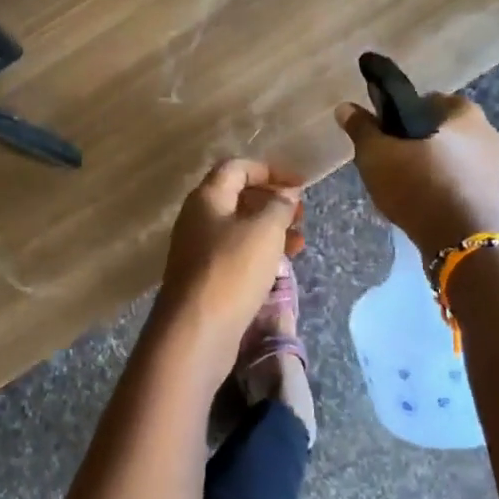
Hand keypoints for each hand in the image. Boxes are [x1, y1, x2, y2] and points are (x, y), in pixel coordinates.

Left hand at [158, 159, 302, 364]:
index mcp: (207, 198)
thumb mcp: (265, 230)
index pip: (237, 168)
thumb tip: (286, 195)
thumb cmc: (232, 270)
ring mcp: (199, 250)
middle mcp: (198, 219)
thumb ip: (279, 206)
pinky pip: (237, 255)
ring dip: (271, 230)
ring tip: (300, 242)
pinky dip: (261, 254)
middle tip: (301, 215)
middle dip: (273, 201)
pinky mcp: (206, 278)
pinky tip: (282, 266)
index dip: (270, 170)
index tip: (301, 184)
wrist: (197, 329)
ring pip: (240, 229)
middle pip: (238, 198)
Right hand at [335, 92, 498, 255]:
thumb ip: (362, 129)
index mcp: (465, 113)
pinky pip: (460, 182)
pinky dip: (442, 187)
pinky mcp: (493, 196)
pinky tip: (422, 203)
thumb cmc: (419, 186)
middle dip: (417, 142)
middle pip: (441, 130)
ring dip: (430, 166)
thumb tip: (345, 107)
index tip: (384, 133)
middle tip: (389, 160)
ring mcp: (495, 167)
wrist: (460, 242)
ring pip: (451, 158)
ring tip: (402, 185)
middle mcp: (488, 133)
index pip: (428, 100)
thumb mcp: (377, 155)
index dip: (402, 113)